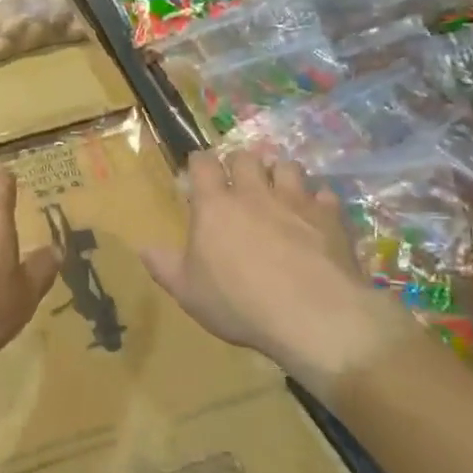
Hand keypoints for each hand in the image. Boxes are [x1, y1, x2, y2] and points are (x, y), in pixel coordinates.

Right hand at [142, 151, 406, 389]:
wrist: (314, 315)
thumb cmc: (240, 304)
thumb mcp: (188, 292)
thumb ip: (164, 266)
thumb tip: (143, 247)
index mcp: (215, 206)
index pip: (203, 163)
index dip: (199, 163)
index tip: (198, 171)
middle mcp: (254, 193)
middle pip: (246, 157)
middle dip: (240, 165)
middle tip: (239, 184)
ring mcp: (295, 200)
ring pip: (287, 166)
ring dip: (279, 174)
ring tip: (278, 190)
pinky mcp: (330, 216)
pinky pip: (323, 193)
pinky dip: (317, 200)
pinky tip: (315, 215)